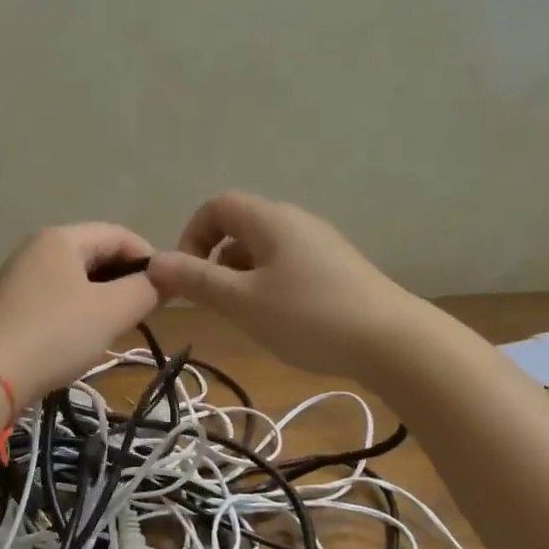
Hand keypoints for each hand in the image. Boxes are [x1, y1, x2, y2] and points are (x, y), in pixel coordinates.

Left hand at [0, 223, 158, 403]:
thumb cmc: (56, 334)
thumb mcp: (112, 311)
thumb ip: (146, 290)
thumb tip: (166, 279)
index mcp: (61, 238)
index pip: (119, 234)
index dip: (150, 259)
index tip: (168, 291)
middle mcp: (37, 248)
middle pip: (96, 253)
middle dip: (126, 279)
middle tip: (145, 312)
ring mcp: (20, 277)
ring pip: (77, 278)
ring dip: (104, 298)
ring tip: (119, 326)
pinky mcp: (12, 305)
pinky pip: (58, 297)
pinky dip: (80, 310)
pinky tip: (85, 337)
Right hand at [148, 192, 417, 379]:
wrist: (393, 341)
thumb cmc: (308, 317)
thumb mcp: (242, 302)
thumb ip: (196, 281)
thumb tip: (154, 263)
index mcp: (270, 220)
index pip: (216, 206)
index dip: (192, 236)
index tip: (188, 276)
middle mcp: (295, 222)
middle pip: (240, 227)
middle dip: (215, 262)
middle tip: (215, 302)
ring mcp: (320, 244)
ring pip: (263, 250)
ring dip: (241, 277)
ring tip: (248, 316)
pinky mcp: (337, 268)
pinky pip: (288, 266)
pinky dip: (269, 285)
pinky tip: (281, 320)